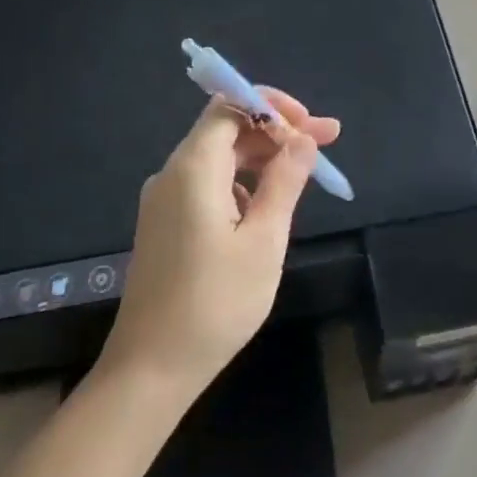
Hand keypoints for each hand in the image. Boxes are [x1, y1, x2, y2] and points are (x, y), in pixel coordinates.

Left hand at [97, 89, 339, 397]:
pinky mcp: (165, 224)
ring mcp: (165, 200)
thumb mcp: (264, 241)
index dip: (273, 107)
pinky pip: (208, 184)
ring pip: (219, 158)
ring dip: (262, 158)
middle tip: (326, 144)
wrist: (150, 369)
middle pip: (227, 130)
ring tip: (304, 175)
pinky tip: (266, 208)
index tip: (312, 125)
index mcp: (193, 169)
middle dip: (277, 131)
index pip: (230, 106)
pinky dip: (242, 183)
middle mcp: (173, 174)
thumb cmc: (215, 303)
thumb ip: (285, 182)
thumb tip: (303, 139)